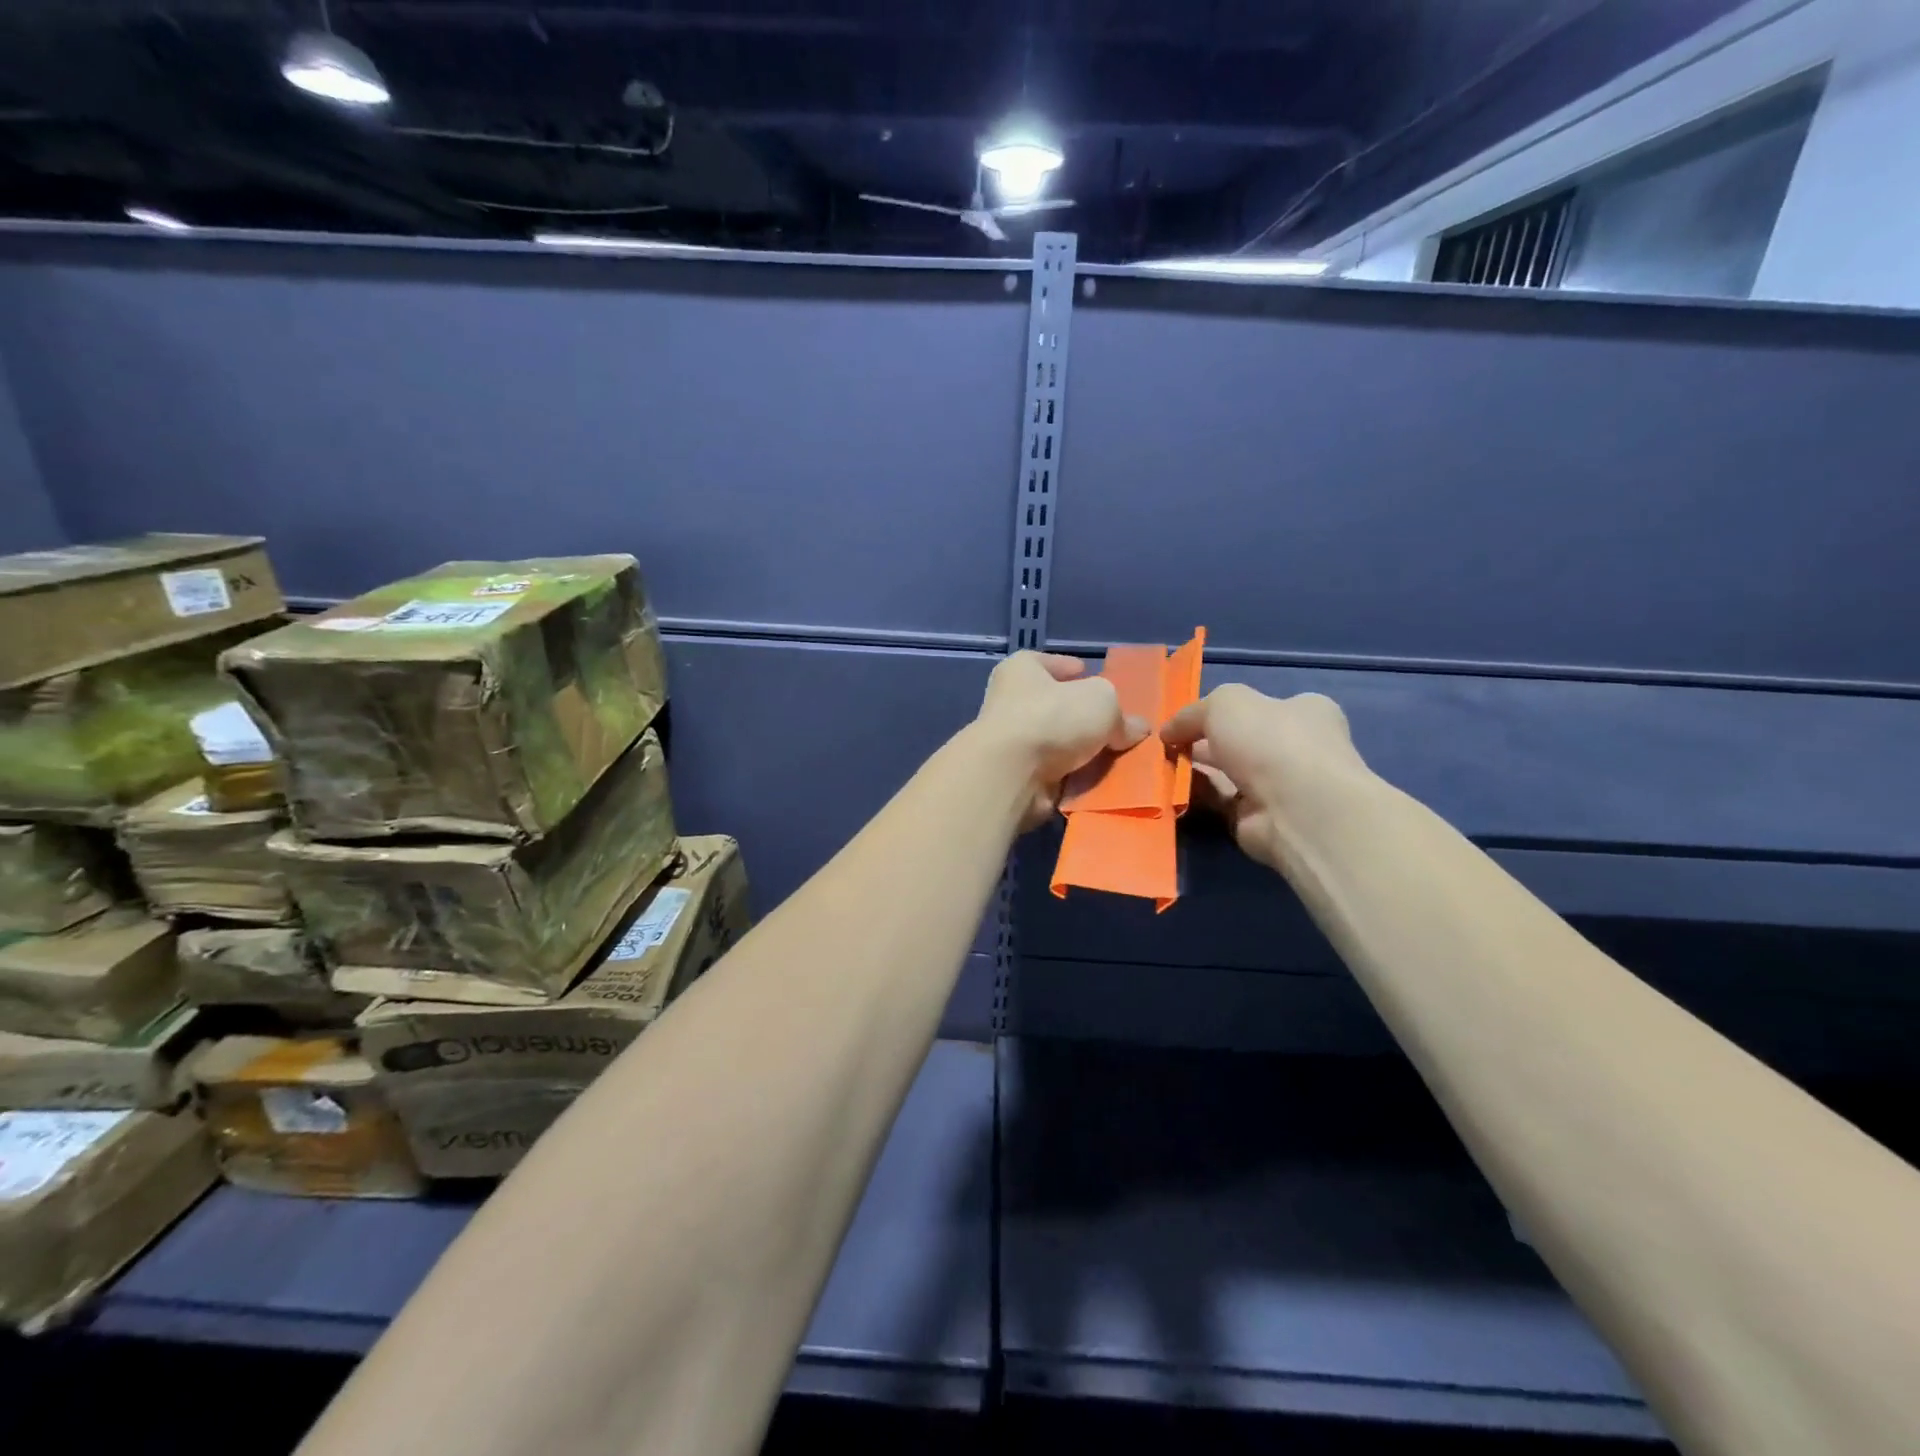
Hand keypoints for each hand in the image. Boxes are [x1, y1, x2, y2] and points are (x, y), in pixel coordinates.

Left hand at [972, 652, 1148, 831]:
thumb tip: (1135, 729)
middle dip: (1083, 717)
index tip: (1093, 678)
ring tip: (1116, 758)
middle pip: (1055, 706)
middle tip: (1117, 726)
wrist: (1012, 773)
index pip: (1049, 663)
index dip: (1074, 670)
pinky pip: (1055, 774)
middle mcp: (1009, 702)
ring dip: (1081, 752)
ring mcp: (1011, 743)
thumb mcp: (1102, 701)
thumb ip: (1121, 714)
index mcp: (1021, 670)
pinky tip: (1099, 782)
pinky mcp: (1016, 776)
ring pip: (1057, 744)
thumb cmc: (1053, 717)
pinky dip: (1074, 778)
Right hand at [1160, 685, 1375, 871]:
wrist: (1295, 809)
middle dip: (1202, 742)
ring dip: (1194, 770)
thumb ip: (1194, 712)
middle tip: (1166, 745)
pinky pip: (1219, 802)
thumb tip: (1170, 732)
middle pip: (1239, 741)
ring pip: (1226, 773)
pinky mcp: (1259, 819)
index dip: (1222, 710)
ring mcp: (1280, 787)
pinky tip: (1170, 789)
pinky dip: (1195, 796)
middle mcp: (1297, 748)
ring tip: (1159, 766)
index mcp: (1305, 712)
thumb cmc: (1270, 741)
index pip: (1261, 706)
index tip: (1186, 719)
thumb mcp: (1226, 702)